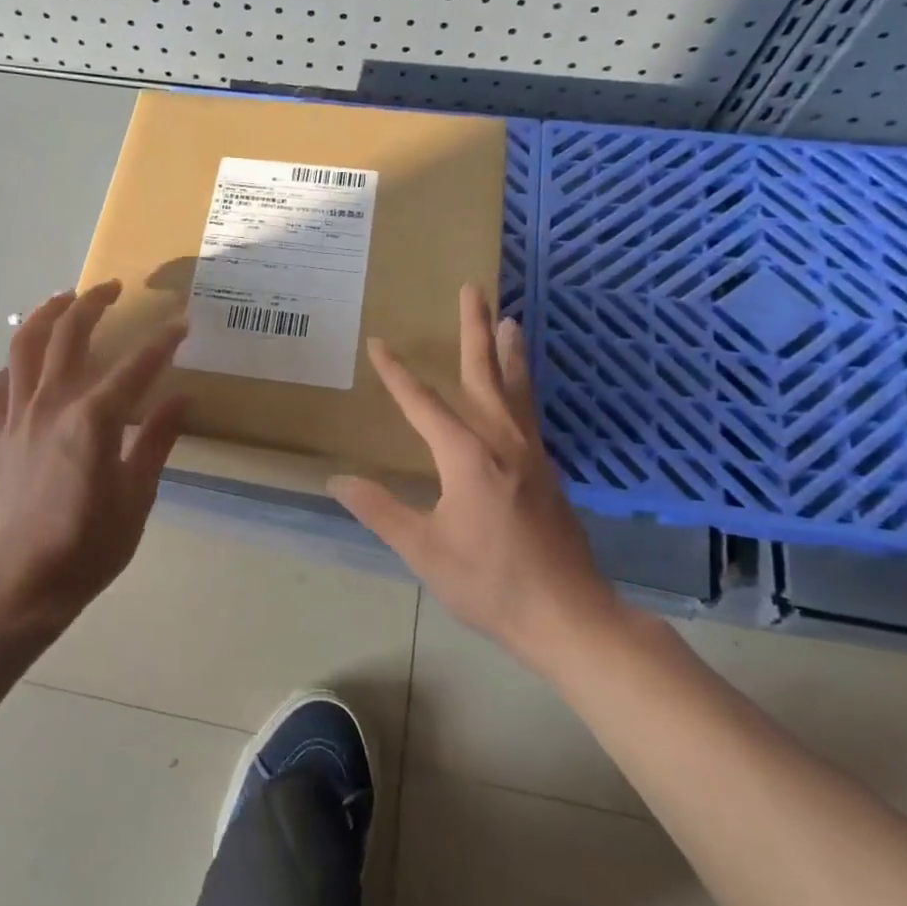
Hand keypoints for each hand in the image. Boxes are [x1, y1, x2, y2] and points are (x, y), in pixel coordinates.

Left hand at [0, 280, 188, 634]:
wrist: (19, 584)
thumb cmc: (87, 547)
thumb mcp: (136, 497)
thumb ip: (157, 441)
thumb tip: (181, 398)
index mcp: (93, 420)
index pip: (135, 365)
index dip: (161, 341)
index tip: (181, 323)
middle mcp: (51, 404)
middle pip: (69, 335)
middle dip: (94, 303)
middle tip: (114, 288)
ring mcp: (15, 416)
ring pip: (24, 346)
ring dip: (46, 314)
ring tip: (64, 299)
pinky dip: (13, 365)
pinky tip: (25, 364)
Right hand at [328, 284, 622, 659]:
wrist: (569, 616)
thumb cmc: (490, 583)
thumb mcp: (423, 550)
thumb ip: (380, 510)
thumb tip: (337, 481)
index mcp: (468, 457)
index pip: (424, 404)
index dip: (397, 374)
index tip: (379, 343)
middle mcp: (504, 443)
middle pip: (486, 375)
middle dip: (475, 330)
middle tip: (473, 289)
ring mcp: (532, 455)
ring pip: (518, 389)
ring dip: (510, 352)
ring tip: (510, 319)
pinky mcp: (548, 472)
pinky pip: (530, 412)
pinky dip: (523, 386)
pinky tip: (519, 390)